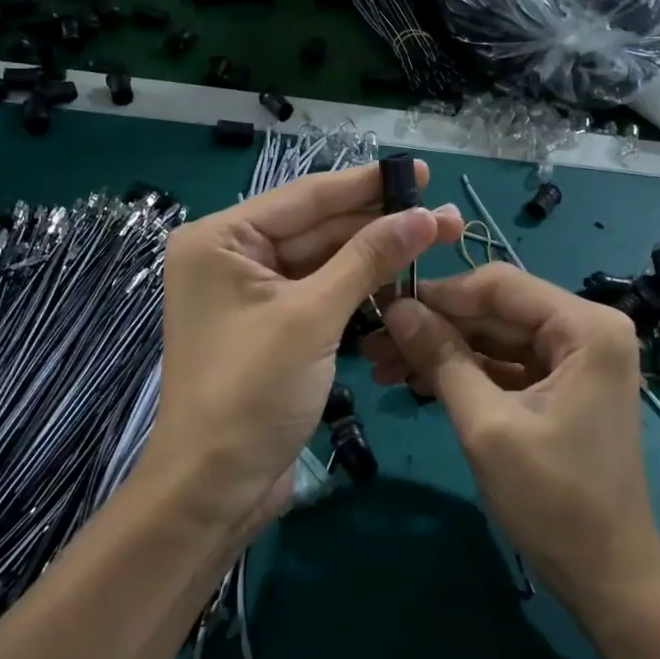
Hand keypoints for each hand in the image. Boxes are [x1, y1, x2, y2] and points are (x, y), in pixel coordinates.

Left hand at [137, 164, 462, 542]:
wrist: (215, 487)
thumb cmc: (252, 392)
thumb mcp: (313, 317)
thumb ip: (368, 259)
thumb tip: (424, 215)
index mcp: (221, 240)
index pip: (306, 197)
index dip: (368, 184)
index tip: (420, 171)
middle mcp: (231, 258)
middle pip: (317, 228)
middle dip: (381, 224)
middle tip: (445, 214)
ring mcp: (251, 295)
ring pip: (323, 262)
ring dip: (375, 257)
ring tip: (436, 241)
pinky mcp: (270, 328)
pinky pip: (320, 294)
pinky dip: (358, 289)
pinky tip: (401, 279)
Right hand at [363, 264, 659, 618]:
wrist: (607, 576)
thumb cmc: (553, 500)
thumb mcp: (487, 426)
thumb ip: (442, 359)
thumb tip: (395, 309)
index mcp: (586, 327)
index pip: (500, 286)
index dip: (439, 294)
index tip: (383, 306)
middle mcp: (587, 331)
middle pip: (496, 311)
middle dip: (435, 326)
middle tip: (373, 343)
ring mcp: (576, 360)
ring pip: (496, 339)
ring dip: (443, 350)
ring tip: (383, 365)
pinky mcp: (562, 388)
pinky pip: (505, 366)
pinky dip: (465, 373)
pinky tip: (417, 381)